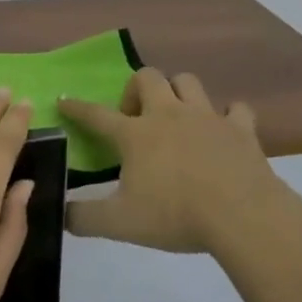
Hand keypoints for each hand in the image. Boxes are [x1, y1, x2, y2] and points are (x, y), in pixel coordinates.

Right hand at [60, 69, 289, 252]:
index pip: (97, 115)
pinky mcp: (240, 128)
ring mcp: (207, 117)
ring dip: (177, 92)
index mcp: (136, 134)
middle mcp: (168, 114)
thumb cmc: (175, 215)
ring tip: (176, 116)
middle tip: (135, 118)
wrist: (241, 215)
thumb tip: (59, 213)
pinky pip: (235, 108)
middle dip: (135, 89)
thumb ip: (84, 218)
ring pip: (187, 81)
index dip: (77, 107)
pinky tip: (224, 130)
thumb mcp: (120, 224)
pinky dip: (228, 116)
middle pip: (147, 77)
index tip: (64, 99)